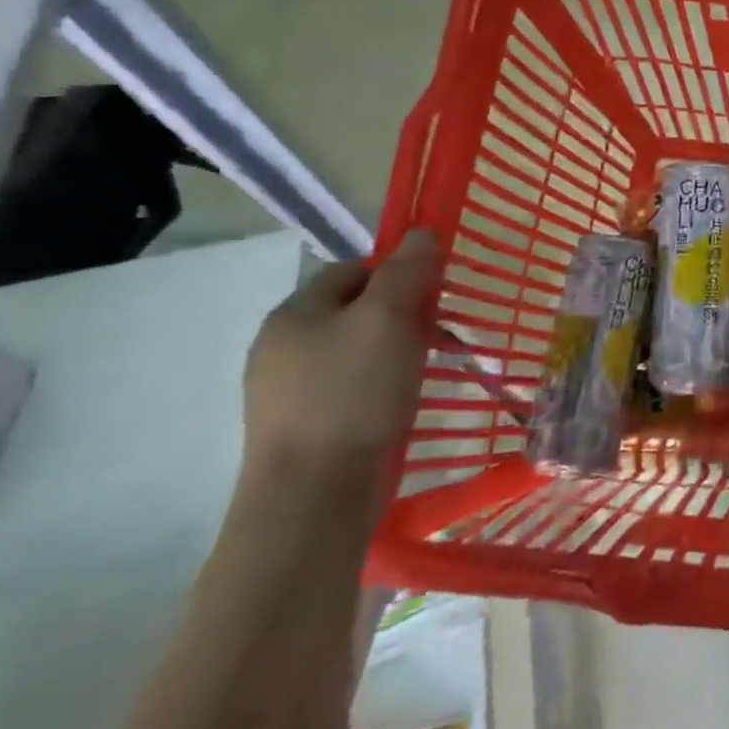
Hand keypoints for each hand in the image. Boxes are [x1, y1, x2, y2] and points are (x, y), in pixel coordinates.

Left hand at [241, 229, 442, 509]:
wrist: (314, 495)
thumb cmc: (352, 394)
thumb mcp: (387, 320)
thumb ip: (406, 272)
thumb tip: (423, 233)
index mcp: (294, 313)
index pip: (354, 269)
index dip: (399, 272)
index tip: (438, 294)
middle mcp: (284, 346)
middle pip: (358, 309)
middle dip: (406, 313)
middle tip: (443, 332)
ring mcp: (292, 390)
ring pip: (360, 349)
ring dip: (401, 349)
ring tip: (433, 366)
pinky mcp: (309, 425)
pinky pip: (355, 385)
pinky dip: (386, 382)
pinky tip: (407, 399)